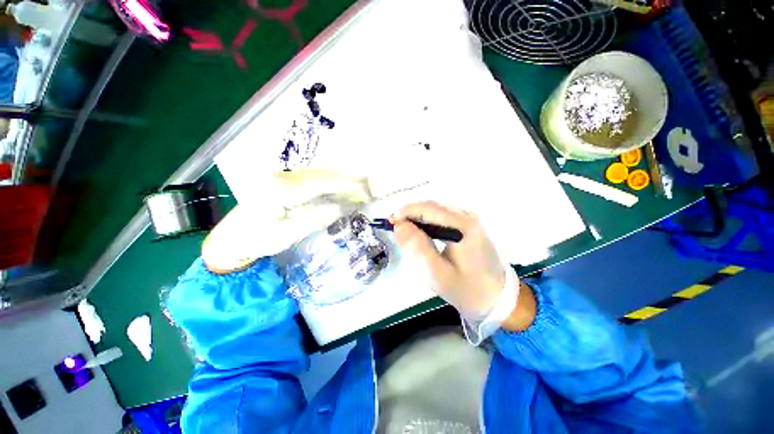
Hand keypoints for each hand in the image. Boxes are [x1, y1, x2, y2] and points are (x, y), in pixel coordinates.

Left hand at [203, 169, 371, 273]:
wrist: (232, 237)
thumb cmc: (259, 239)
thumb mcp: (290, 233)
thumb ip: (319, 217)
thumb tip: (345, 206)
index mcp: (282, 190)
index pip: (323, 184)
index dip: (347, 186)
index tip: (366, 192)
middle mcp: (284, 177)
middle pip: (323, 174)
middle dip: (348, 179)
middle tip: (368, 188)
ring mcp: (284, 177)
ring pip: (319, 173)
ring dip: (341, 178)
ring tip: (360, 186)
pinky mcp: (285, 181)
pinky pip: (314, 177)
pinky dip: (331, 181)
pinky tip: (341, 186)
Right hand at [392, 201, 506, 319]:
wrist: (498, 299)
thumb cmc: (468, 290)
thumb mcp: (438, 274)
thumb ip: (418, 248)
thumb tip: (400, 226)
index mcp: (464, 226)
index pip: (428, 209)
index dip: (406, 212)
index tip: (390, 222)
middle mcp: (469, 216)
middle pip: (433, 206)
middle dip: (411, 214)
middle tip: (395, 229)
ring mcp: (471, 220)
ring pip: (437, 210)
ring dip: (418, 218)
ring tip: (406, 232)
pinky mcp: (470, 225)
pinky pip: (443, 217)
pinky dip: (428, 222)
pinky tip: (423, 234)